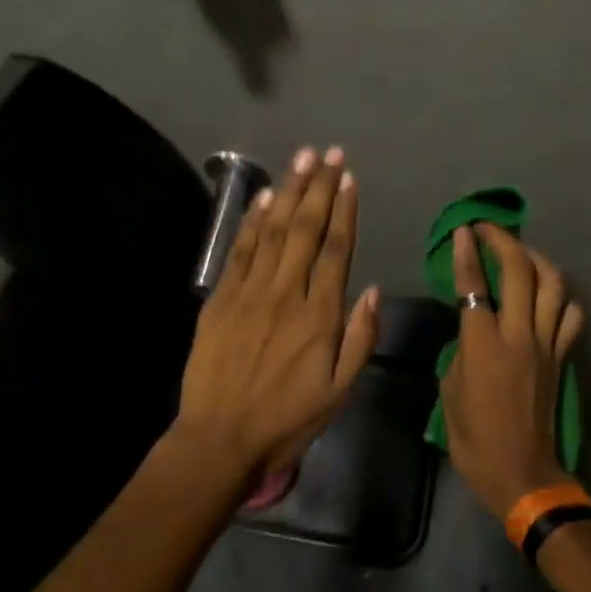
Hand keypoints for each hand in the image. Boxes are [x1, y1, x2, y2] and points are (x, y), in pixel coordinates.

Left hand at [176, 146, 379, 490]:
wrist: (220, 438)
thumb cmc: (288, 419)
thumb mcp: (340, 391)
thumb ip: (360, 338)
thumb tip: (371, 289)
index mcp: (320, 316)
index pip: (336, 249)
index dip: (344, 210)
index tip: (349, 178)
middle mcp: (286, 294)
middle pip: (305, 229)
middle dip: (319, 187)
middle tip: (329, 153)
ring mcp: (249, 293)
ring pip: (273, 231)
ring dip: (288, 191)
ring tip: (302, 159)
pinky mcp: (221, 299)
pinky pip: (240, 251)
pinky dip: (252, 221)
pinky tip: (264, 198)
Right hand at [440, 223, 585, 519]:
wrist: (522, 473)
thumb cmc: (475, 439)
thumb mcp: (450, 392)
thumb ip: (460, 351)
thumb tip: (471, 330)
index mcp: (483, 346)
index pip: (474, 286)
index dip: (466, 254)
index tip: (462, 231)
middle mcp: (519, 336)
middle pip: (520, 272)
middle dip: (503, 241)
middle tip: (487, 229)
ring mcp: (547, 345)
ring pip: (553, 285)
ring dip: (536, 259)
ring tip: (520, 251)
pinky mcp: (562, 357)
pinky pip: (570, 316)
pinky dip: (562, 297)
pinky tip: (549, 293)